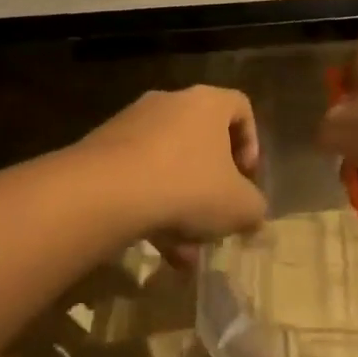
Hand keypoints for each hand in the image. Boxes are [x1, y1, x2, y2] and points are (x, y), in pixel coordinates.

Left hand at [73, 87, 265, 259]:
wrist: (106, 190)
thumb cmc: (186, 186)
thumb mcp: (238, 207)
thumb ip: (254, 208)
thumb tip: (252, 213)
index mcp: (207, 103)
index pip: (240, 107)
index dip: (251, 143)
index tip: (246, 178)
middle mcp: (170, 102)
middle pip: (201, 141)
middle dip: (210, 187)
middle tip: (215, 221)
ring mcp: (133, 123)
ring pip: (168, 165)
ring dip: (181, 207)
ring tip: (184, 254)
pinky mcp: (104, 147)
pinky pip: (138, 175)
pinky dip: (151, 207)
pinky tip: (156, 248)